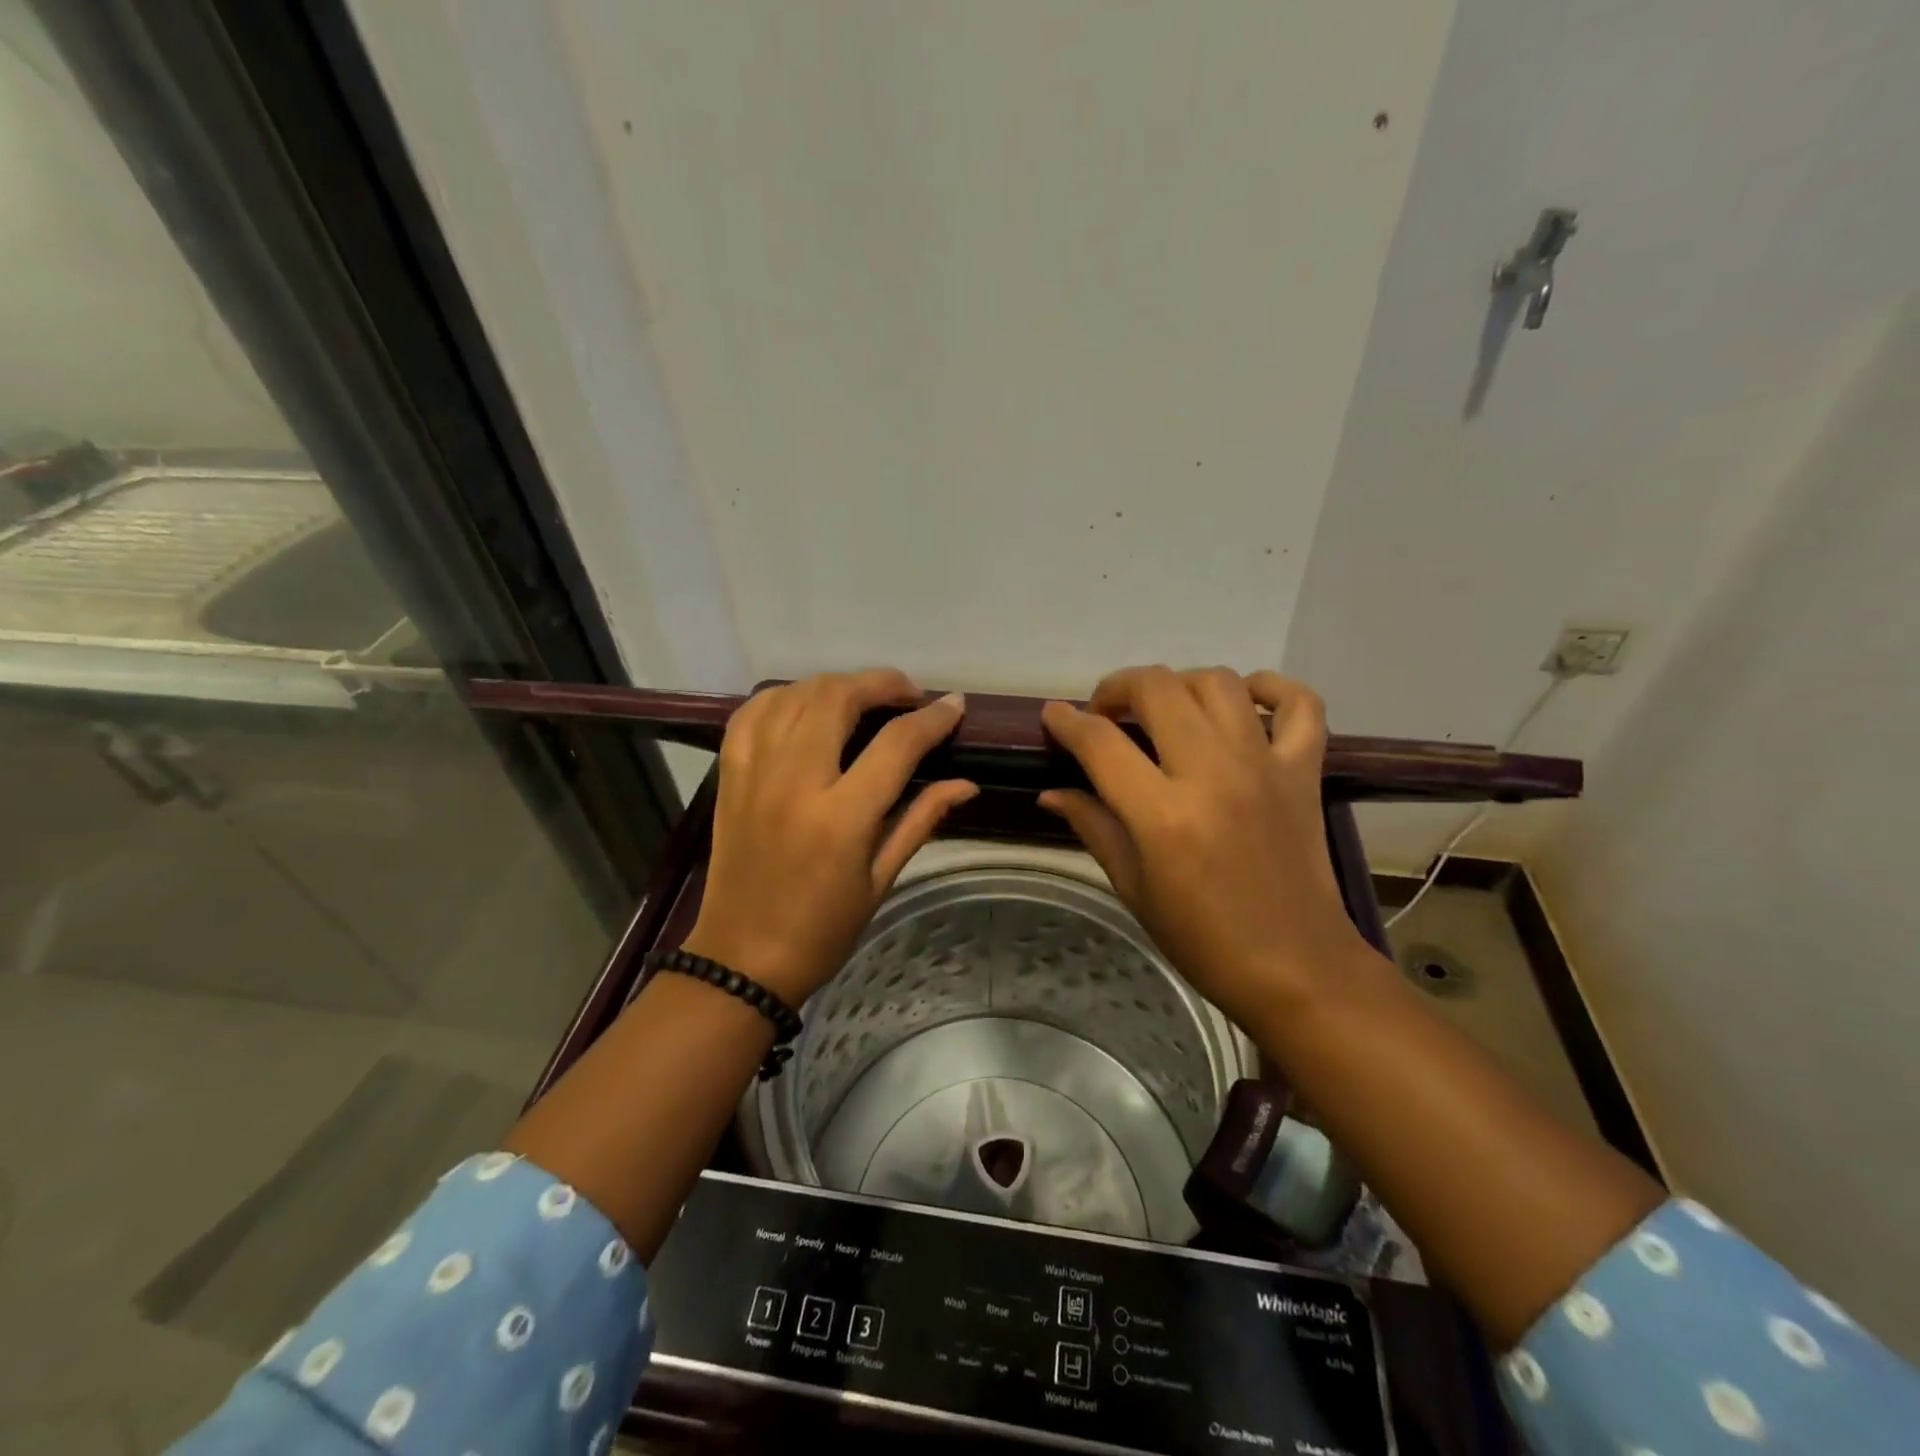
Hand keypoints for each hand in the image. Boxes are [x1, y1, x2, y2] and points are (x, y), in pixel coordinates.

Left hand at [681, 670, 976, 1006]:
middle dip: (882, 684)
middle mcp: (794, 782)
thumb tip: (966, 782)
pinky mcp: (730, 776)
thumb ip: (922, 819)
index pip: (896, 744)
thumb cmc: (822, 929)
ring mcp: (754, 774)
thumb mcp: (881, 879)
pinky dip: (784, 697)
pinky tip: (806, 704)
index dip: (932, 718)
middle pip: (838, 698)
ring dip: (836, 685)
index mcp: (840, 818)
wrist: (741, 959)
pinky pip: (752, 713)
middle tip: (909, 695)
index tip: (955, 706)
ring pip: (795, 695)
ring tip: (863, 698)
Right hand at [1038, 666, 1369, 1031]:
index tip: (1053, 717)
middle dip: (1117, 688)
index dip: (1067, 723)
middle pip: (1158, 688)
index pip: (1101, 743)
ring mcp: (1265, 766)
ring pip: (1219, 682)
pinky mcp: (1304, 771)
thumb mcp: (1133, 888)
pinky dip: (1272, 688)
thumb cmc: (1203, 939)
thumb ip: (1093, 827)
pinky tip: (1245, 701)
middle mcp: (1213, 774)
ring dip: (1180, 684)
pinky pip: (1299, 702)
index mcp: (1163, 815)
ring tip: (1165, 709)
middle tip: (1105, 714)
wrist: (1296, 968)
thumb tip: (1052, 792)